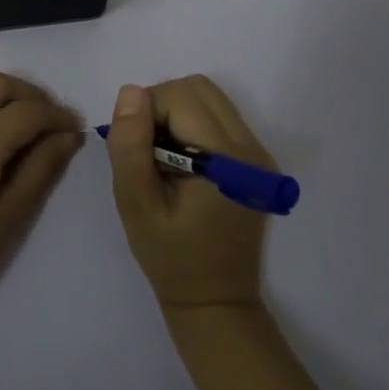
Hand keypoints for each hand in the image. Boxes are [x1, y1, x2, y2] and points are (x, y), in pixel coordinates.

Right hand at [105, 76, 273, 311]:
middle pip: (198, 88)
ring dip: (175, 113)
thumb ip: (131, 146)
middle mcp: (250, 147)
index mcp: (227, 160)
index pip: (180, 97)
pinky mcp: (254, 161)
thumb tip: (131, 92)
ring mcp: (257, 153)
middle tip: (146, 150)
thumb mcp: (136, 205)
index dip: (146, 112)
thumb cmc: (171, 258)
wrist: (215, 301)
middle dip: (161, 106)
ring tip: (162, 158)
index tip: (135, 150)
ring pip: (208, 99)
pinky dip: (190, 126)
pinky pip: (217, 117)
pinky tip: (180, 164)